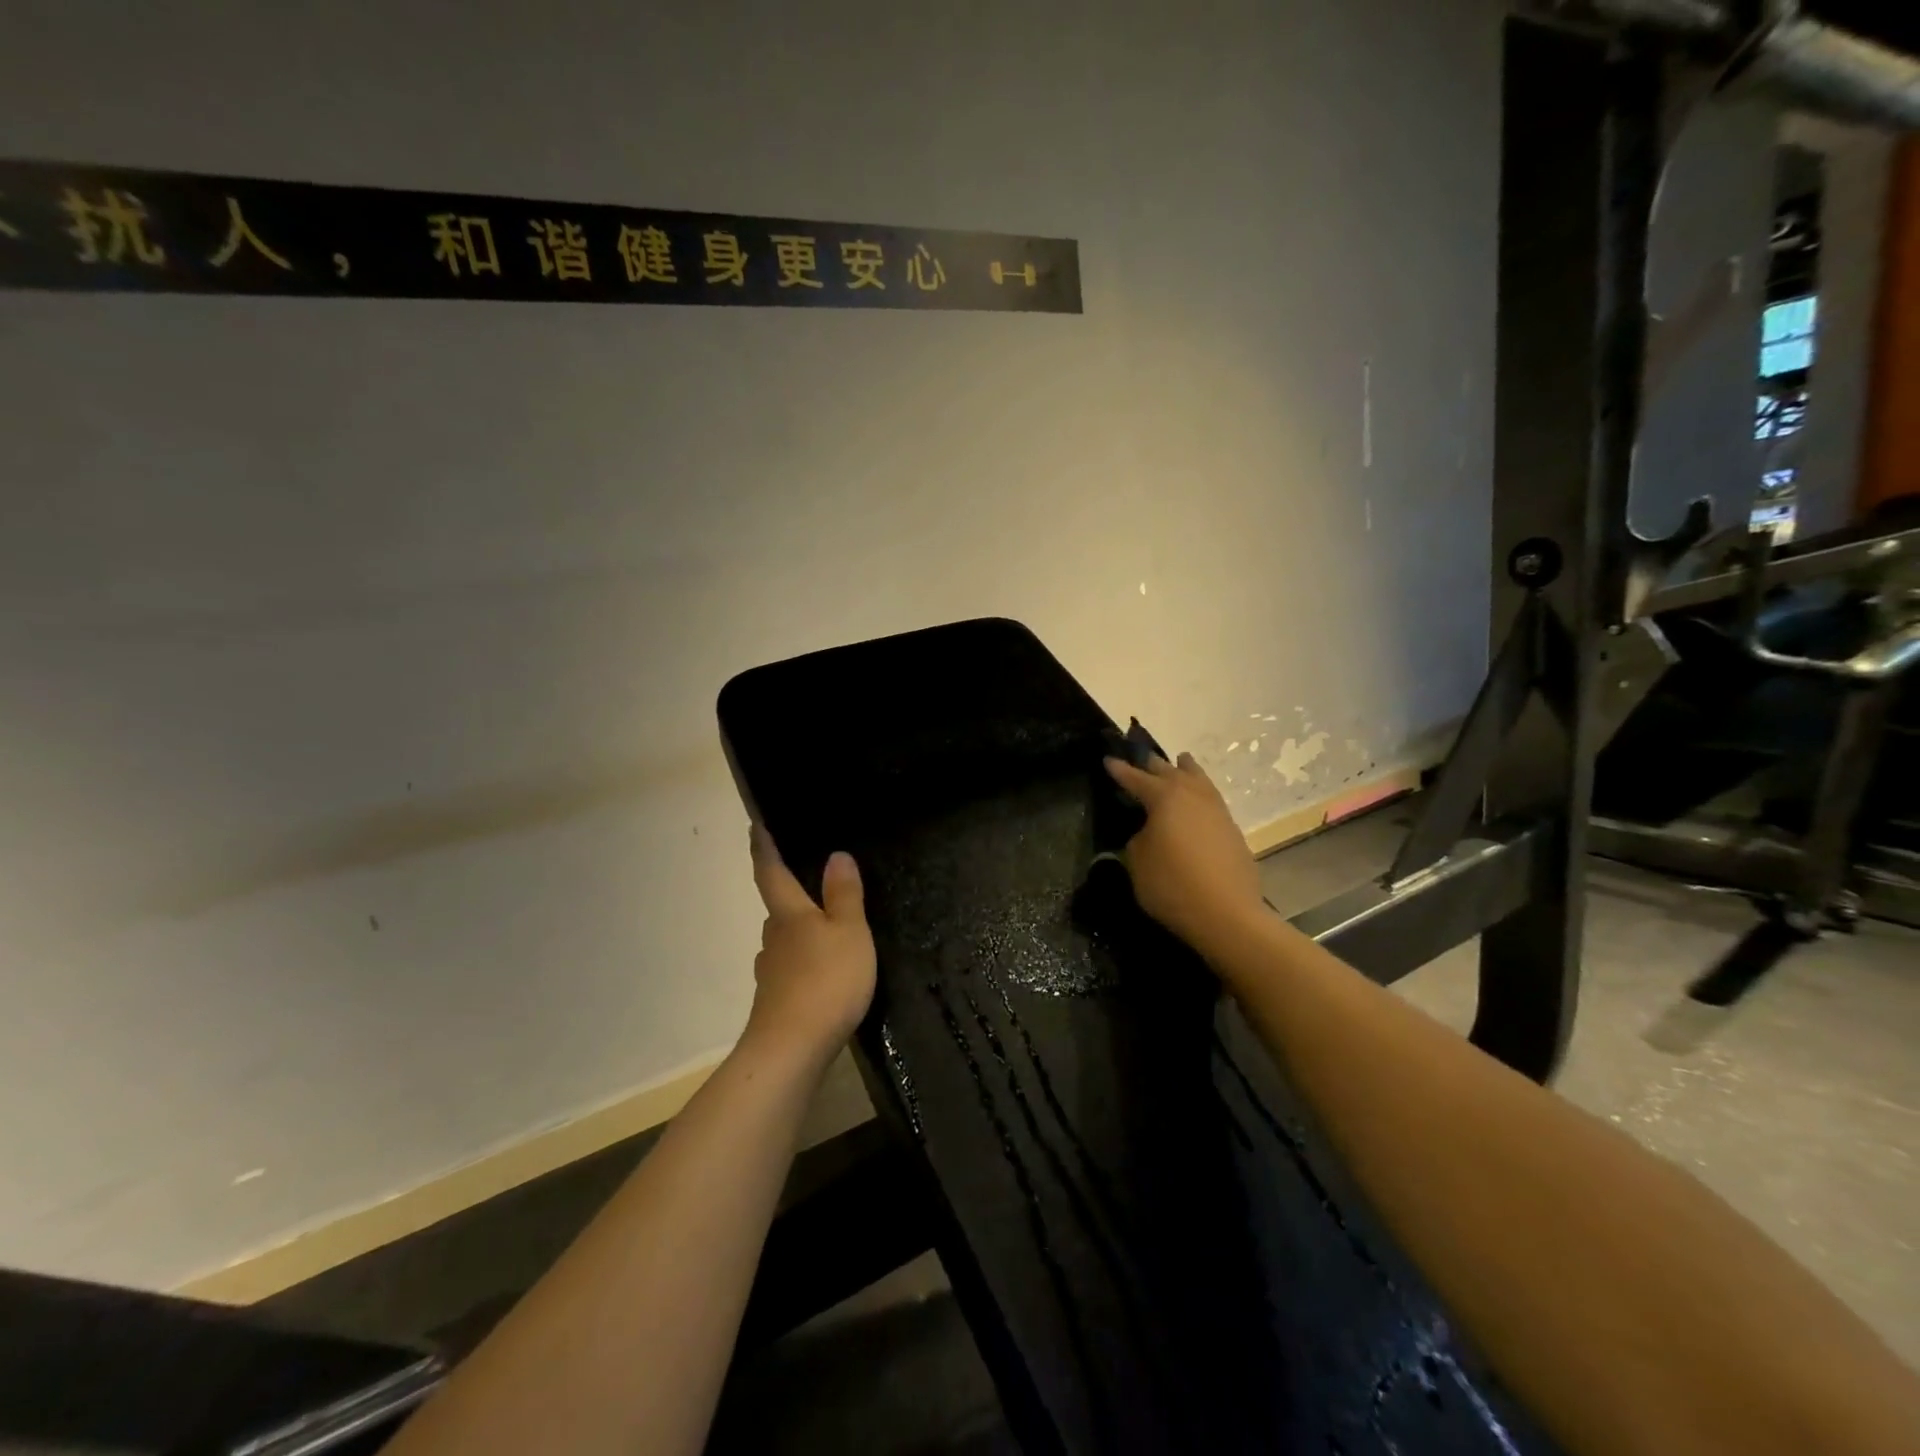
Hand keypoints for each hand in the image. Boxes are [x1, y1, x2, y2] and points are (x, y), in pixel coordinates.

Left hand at [744, 826, 876, 1070]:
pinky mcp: (776, 1001)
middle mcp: (773, 938)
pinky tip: (822, 974)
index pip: (771, 872)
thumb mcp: (849, 932)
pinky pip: (791, 970)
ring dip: (800, 932)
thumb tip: (836, 854)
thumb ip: (844, 894)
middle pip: (779, 909)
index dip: (764, 847)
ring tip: (827, 930)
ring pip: (784, 941)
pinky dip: (804, 964)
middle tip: (816, 884)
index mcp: (788, 914)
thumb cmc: (825, 981)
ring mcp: (770, 972)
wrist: (791, 1050)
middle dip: (792, 894)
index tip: (755, 824)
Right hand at [1105, 752, 1266, 958]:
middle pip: (1170, 771)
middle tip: (1140, 758)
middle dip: (1152, 764)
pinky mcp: (1232, 829)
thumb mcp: (1137, 863)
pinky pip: (1211, 798)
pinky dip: (1200, 791)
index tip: (1108, 759)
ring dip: (1185, 770)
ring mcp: (1217, 811)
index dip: (1120, 770)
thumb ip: (1137, 840)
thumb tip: (1147, 834)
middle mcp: (1192, 796)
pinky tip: (1197, 799)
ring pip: (1199, 780)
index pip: (1136, 778)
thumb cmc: (1173, 885)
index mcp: (1165, 798)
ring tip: (1181, 761)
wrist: (1227, 914)